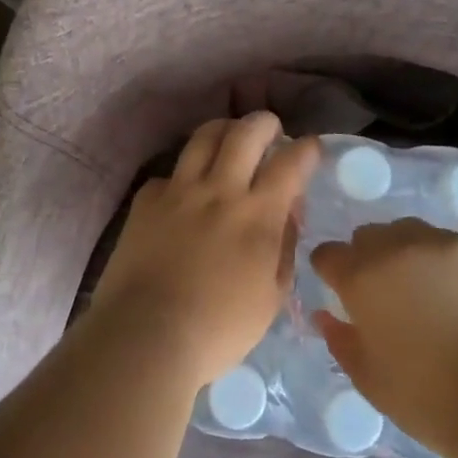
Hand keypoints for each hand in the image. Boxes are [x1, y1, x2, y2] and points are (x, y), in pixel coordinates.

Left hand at [90, 114, 320, 387]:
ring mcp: (180, 190)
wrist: (147, 335)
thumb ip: (284, 248)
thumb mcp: (271, 297)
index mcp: (258, 215)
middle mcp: (221, 190)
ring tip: (229, 138)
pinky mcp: (147, 199)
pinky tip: (186, 191)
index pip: (291, 162)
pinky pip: (170, 172)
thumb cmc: (219, 329)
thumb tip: (287, 214)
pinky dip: (185, 174)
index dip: (307, 148)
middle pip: (246, 132)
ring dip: (224, 130)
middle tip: (270, 129)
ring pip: (205, 137)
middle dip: (264, 122)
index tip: (310, 148)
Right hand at [310, 220, 457, 457]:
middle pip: (366, 236)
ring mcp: (440, 245)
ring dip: (399, 251)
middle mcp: (396, 248)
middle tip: (378, 294)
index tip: (338, 292)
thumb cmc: (427, 397)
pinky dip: (435, 259)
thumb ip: (339, 339)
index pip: (327, 254)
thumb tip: (326, 316)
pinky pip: (442, 243)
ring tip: (414, 287)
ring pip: (405, 231)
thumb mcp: (368, 377)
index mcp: (361, 277)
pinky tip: (449, 292)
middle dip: (363, 258)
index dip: (328, 272)